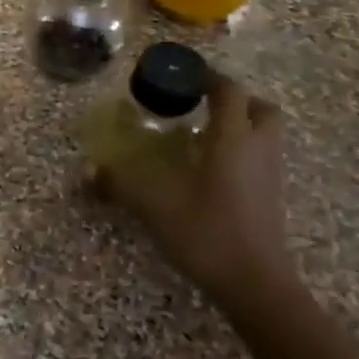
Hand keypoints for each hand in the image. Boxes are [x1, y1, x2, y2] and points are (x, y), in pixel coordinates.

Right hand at [92, 72, 299, 314]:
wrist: (256, 283)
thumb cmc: (207, 233)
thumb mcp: (156, 206)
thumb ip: (121, 184)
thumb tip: (87, 171)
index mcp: (232, 138)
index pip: (228, 90)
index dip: (208, 77)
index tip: (183, 75)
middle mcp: (258, 147)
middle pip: (258, 107)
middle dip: (233, 99)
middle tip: (201, 106)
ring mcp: (270, 173)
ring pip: (264, 133)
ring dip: (239, 125)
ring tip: (202, 137)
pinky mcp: (272, 195)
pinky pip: (261, 157)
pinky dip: (242, 151)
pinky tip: (211, 170)